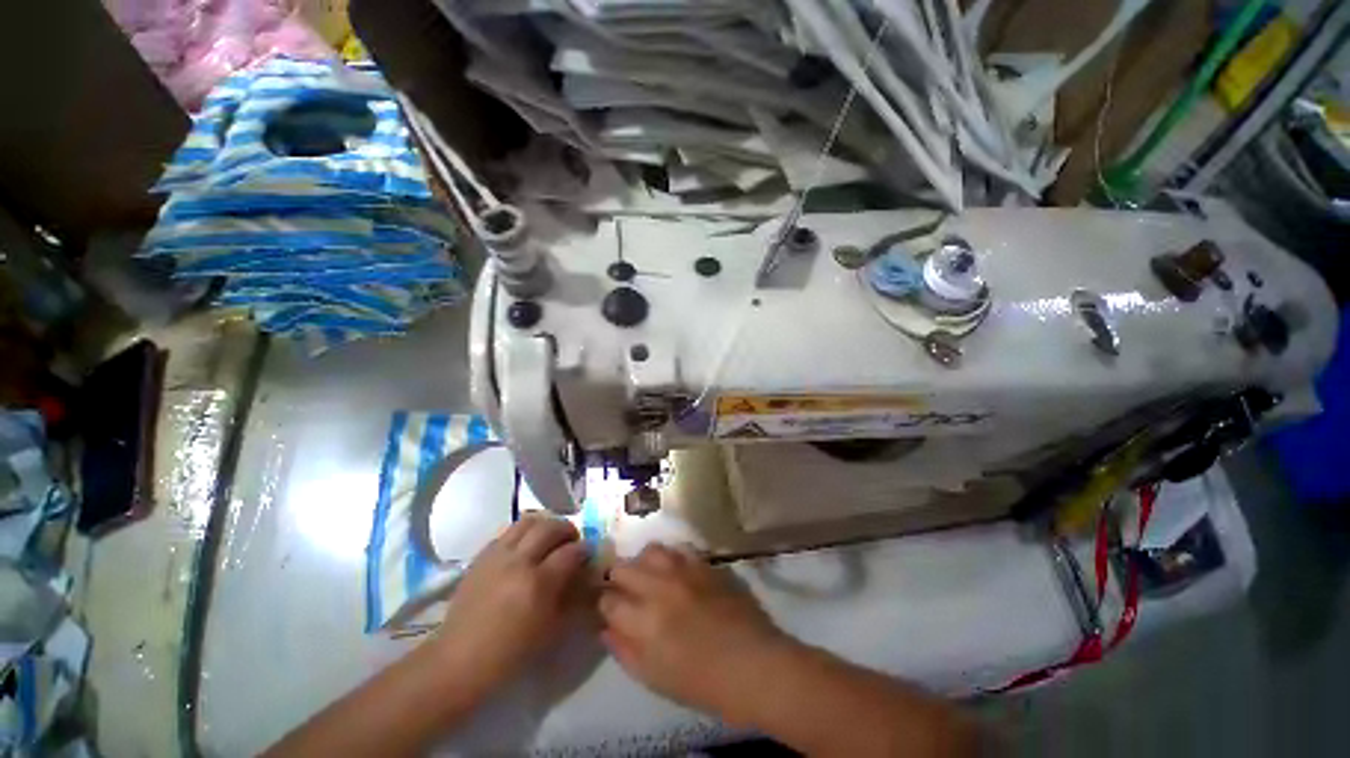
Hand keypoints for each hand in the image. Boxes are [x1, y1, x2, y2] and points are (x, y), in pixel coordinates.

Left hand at [430, 514, 588, 694]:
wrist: (458, 661)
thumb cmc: (509, 654)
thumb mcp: (550, 631)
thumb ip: (571, 598)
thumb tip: (585, 576)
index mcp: (538, 583)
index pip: (571, 551)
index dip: (585, 549)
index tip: (589, 553)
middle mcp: (519, 561)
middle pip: (551, 527)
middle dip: (568, 530)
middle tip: (572, 541)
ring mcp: (497, 555)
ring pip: (528, 521)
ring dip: (545, 524)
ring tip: (550, 537)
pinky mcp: (482, 555)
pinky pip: (508, 531)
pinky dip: (524, 532)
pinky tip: (526, 546)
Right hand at [599, 544, 791, 724]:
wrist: (754, 664)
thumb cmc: (703, 684)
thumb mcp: (655, 679)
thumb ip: (625, 651)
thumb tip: (606, 629)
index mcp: (644, 621)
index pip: (608, 600)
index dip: (604, 604)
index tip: (608, 609)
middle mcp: (660, 587)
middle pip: (624, 568)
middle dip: (618, 579)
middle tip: (624, 592)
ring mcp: (684, 571)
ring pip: (650, 551)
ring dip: (643, 563)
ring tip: (648, 576)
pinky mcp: (704, 564)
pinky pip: (679, 549)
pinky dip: (670, 558)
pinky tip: (674, 571)